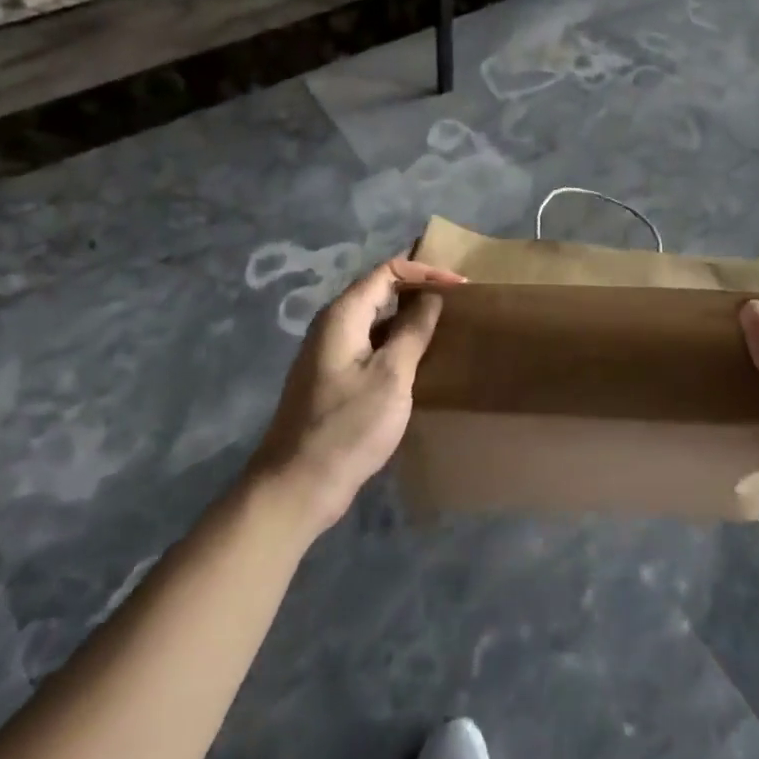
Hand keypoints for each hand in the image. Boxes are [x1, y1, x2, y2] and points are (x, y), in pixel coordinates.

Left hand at [252, 254, 465, 533]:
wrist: (298, 486)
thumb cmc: (348, 427)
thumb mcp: (391, 375)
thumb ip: (413, 330)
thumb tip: (431, 297)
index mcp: (342, 316)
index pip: (387, 272)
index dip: (425, 272)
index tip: (460, 287)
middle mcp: (332, 326)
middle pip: (379, 291)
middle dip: (419, 290)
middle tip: (458, 300)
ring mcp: (330, 353)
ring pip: (376, 320)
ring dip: (410, 318)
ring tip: (446, 324)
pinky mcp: (334, 379)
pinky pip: (371, 345)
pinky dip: (397, 342)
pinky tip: (420, 359)